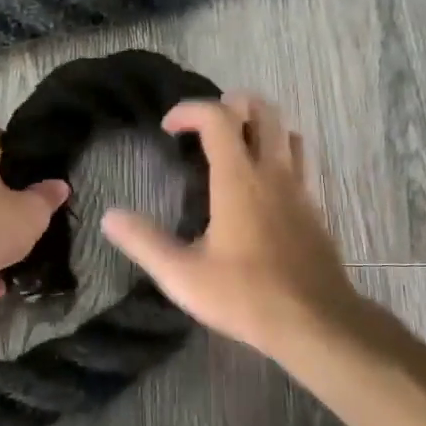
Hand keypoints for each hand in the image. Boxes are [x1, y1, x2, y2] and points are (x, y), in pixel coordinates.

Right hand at [101, 92, 360, 359]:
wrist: (316, 322)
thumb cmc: (246, 296)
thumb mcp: (183, 275)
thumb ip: (144, 242)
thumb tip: (110, 217)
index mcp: (238, 179)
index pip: (217, 117)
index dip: (189, 110)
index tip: (168, 129)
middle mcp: (273, 172)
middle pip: (263, 109)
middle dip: (232, 104)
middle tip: (205, 126)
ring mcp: (300, 188)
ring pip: (288, 131)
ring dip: (260, 126)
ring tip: (235, 146)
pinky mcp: (316, 208)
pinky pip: (301, 161)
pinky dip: (280, 153)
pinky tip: (263, 184)